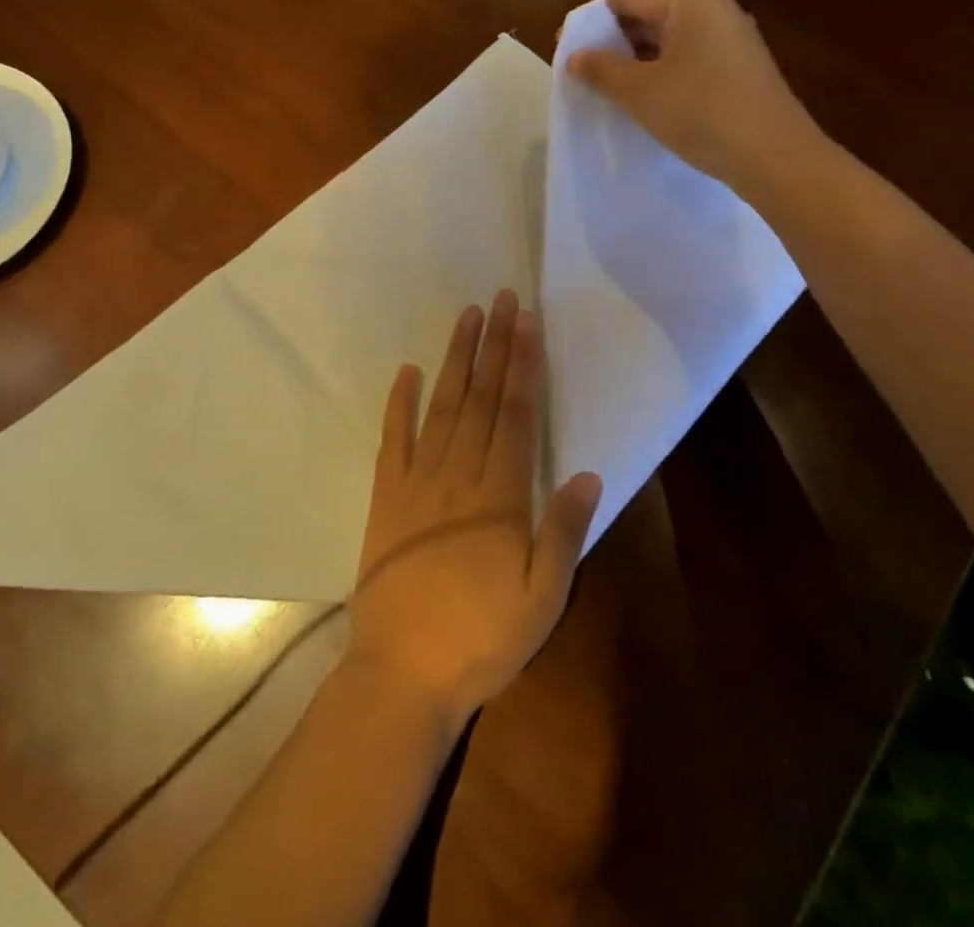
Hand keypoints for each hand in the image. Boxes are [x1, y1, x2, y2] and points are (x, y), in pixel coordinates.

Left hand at [349, 290, 602, 730]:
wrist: (401, 674)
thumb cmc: (480, 639)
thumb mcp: (541, 600)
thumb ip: (563, 533)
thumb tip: (587, 474)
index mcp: (499, 495)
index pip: (515, 414)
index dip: (522, 365)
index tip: (526, 322)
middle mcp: (458, 475)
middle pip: (480, 398)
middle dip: (493, 345)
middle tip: (500, 298)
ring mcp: (417, 482)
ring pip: (441, 407)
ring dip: (455, 360)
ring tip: (466, 317)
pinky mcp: (386, 497)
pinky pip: (393, 440)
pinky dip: (399, 403)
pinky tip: (406, 371)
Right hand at [567, 0, 823, 199]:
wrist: (775, 157)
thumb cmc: (701, 113)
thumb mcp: (641, 91)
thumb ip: (602, 69)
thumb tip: (574, 56)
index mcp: (691, 1)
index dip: (590, 18)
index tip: (565, 47)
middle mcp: (715, 9)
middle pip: (649, 10)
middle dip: (612, 38)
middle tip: (583, 68)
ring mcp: (731, 38)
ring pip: (669, 36)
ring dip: (635, 57)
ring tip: (606, 85)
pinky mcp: (739, 67)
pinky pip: (688, 56)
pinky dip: (660, 69)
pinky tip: (645, 97)